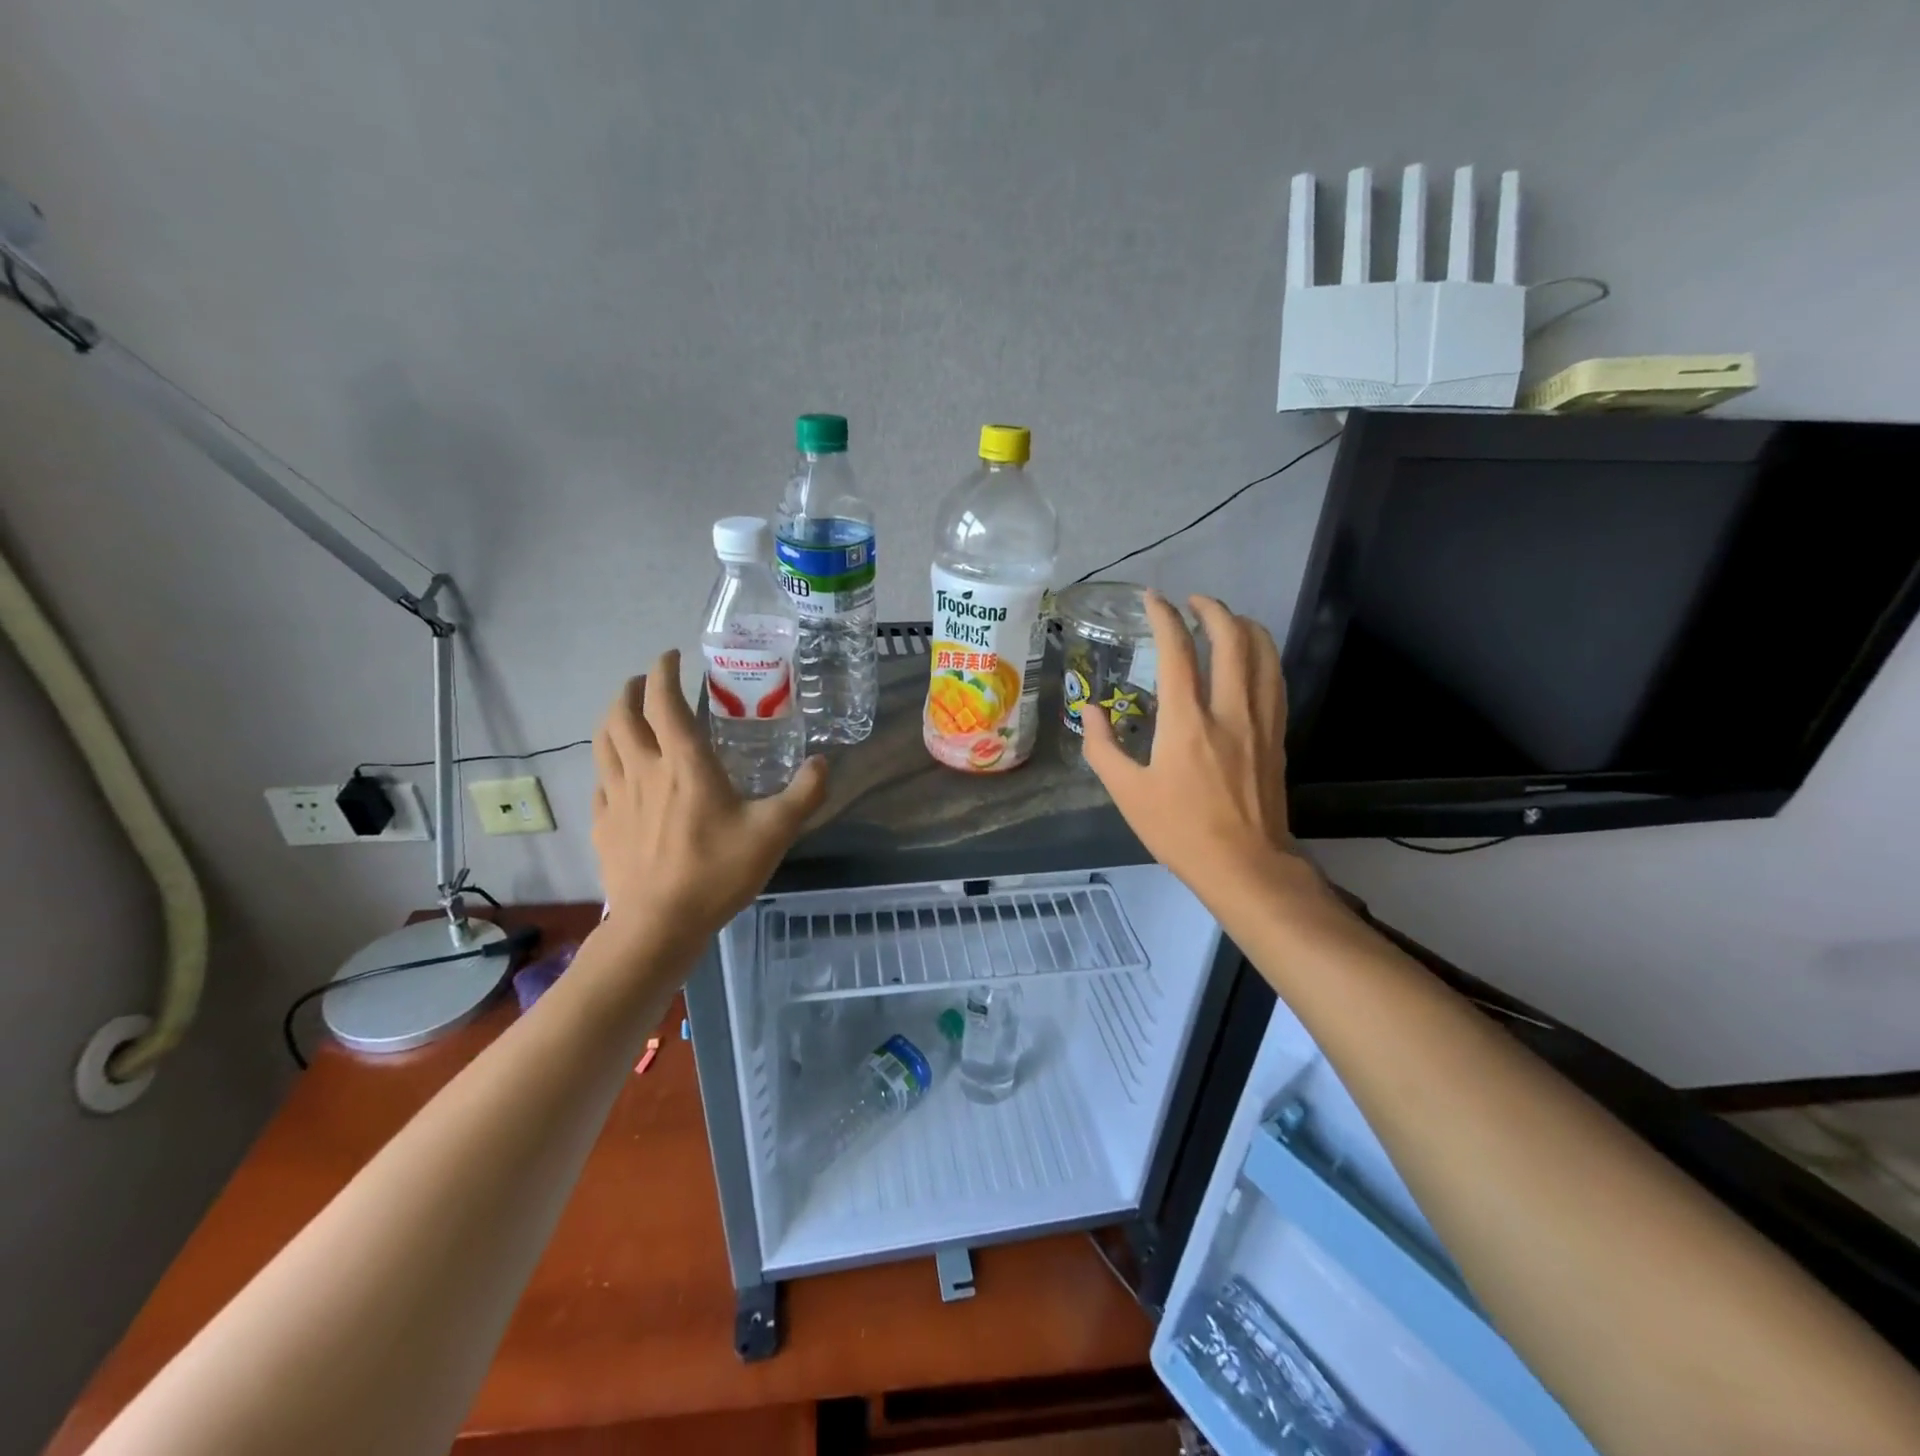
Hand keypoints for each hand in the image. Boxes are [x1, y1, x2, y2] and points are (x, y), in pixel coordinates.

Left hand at [591, 650, 827, 942]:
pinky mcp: (602, 824)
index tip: (671, 656)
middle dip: (630, 688)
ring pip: (602, 743)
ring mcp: (615, 797)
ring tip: (626, 714)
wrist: (659, 926)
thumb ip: (804, 793)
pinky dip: (607, 764)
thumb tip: (823, 762)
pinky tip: (618, 774)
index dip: (663, 671)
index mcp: (684, 763)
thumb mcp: (775, 832)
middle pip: (621, 714)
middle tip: (646, 682)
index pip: (663, 700)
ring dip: (612, 718)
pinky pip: (598, 781)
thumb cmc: (717, 872)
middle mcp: (643, 769)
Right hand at [1082, 593, 1302, 891]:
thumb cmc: (1179, 830)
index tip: (1154, 599)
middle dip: (1212, 609)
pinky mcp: (1277, 734)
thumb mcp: (1127, 794)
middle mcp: (1229, 709)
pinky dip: (1263, 655)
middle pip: (1231, 638)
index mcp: (1186, 722)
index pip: (1177, 651)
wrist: (1245, 865)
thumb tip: (1090, 712)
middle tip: (1192, 601)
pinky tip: (1251, 657)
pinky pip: (1275, 679)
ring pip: (1263, 653)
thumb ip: (1102, 747)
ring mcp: (1260, 720)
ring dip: (1244, 626)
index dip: (1164, 617)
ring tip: (1224, 619)